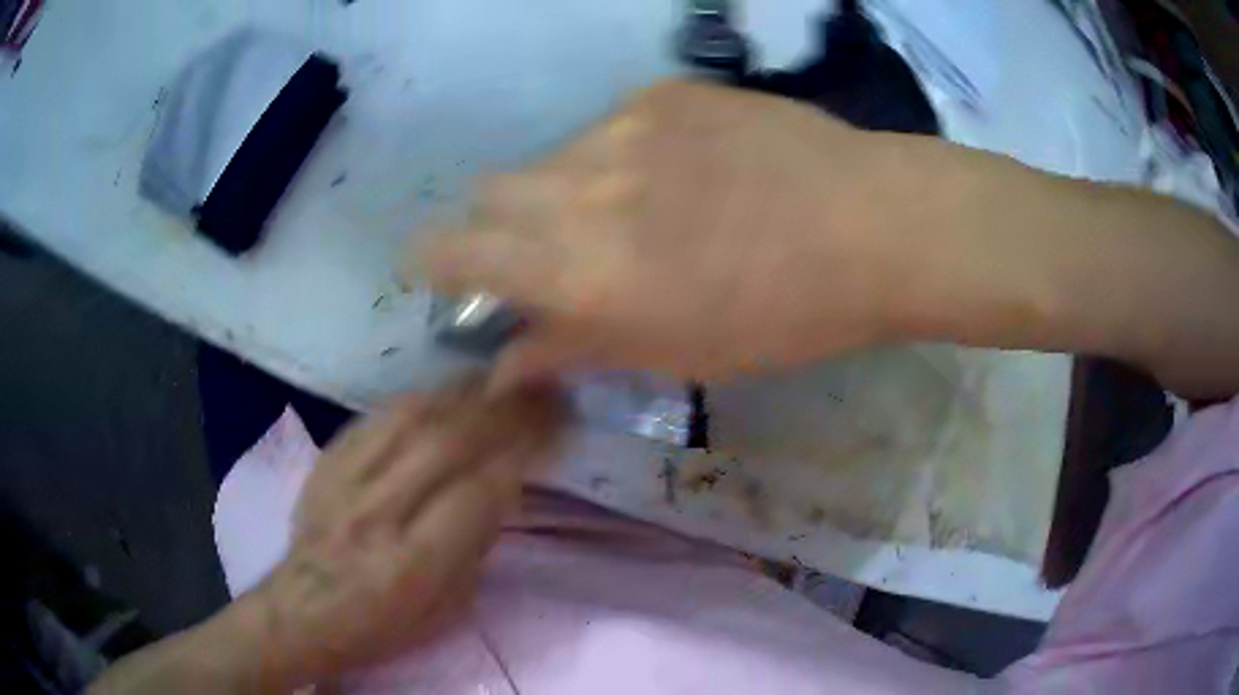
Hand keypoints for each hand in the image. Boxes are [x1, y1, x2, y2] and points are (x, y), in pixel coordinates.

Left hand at [254, 378, 563, 683]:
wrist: (306, 607)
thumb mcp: (450, 606)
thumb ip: (478, 543)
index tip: (558, 423)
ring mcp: (347, 480)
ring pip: (412, 417)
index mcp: (417, 563)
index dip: (525, 449)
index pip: (481, 490)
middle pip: (448, 442)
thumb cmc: (386, 622)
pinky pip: (378, 416)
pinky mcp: (328, 460)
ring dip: (465, 392)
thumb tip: (505, 481)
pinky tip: (445, 392)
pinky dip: (422, 398)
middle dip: (504, 409)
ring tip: (500, 378)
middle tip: (540, 387)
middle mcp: (380, 513)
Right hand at [420, 80, 938, 386]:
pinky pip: (607, 126)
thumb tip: (504, 365)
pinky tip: (677, 172)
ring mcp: (623, 126)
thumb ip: (574, 349)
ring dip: (562, 190)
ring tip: (633, 210)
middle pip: (488, 192)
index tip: (440, 270)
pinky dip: (616, 157)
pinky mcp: (663, 92)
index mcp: (582, 272)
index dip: (433, 261)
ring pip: (549, 157)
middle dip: (498, 225)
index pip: (456, 251)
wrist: (870, 224)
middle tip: (549, 248)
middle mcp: (582, 188)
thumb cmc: (782, 315)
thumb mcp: (675, 354)